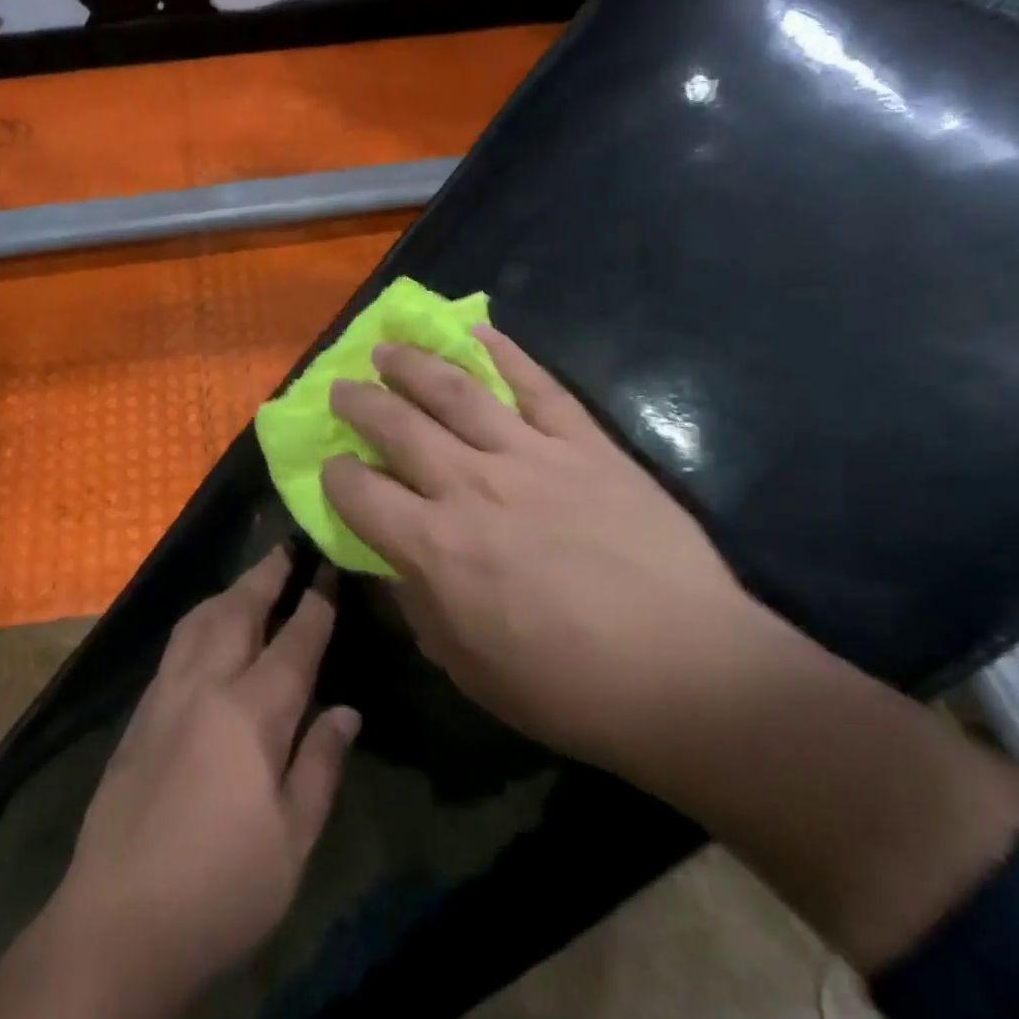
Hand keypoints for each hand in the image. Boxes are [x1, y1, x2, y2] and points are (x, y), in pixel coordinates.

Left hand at [52, 551, 359, 1015]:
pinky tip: (206, 631)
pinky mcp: (138, 716)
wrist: (115, 925)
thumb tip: (346, 710)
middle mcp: (206, 687)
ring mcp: (165, 697)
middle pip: (239, 611)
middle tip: (287, 547)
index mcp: (252, 713)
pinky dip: (200, 621)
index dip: (315, 602)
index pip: (294, 641)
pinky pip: (175, 646)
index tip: (329, 567)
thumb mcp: (294, 841)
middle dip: (266, 575)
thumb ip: (321, 765)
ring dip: (229, 592)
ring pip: (199, 621)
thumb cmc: (221, 891)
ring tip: (249, 579)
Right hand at [321, 327, 769, 776]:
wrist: (687, 672)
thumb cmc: (567, 687)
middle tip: (342, 386)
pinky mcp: (585, 444)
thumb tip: (394, 564)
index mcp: (434, 546)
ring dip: (413, 365)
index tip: (331, 467)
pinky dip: (504, 353)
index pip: (359, 493)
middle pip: (398, 427)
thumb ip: (419, 606)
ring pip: (456, 392)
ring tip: (388, 348)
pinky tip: (476, 331)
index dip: (336, 476)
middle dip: (360, 403)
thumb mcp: (467, 667)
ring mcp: (530, 456)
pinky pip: (537, 385)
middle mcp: (471, 486)